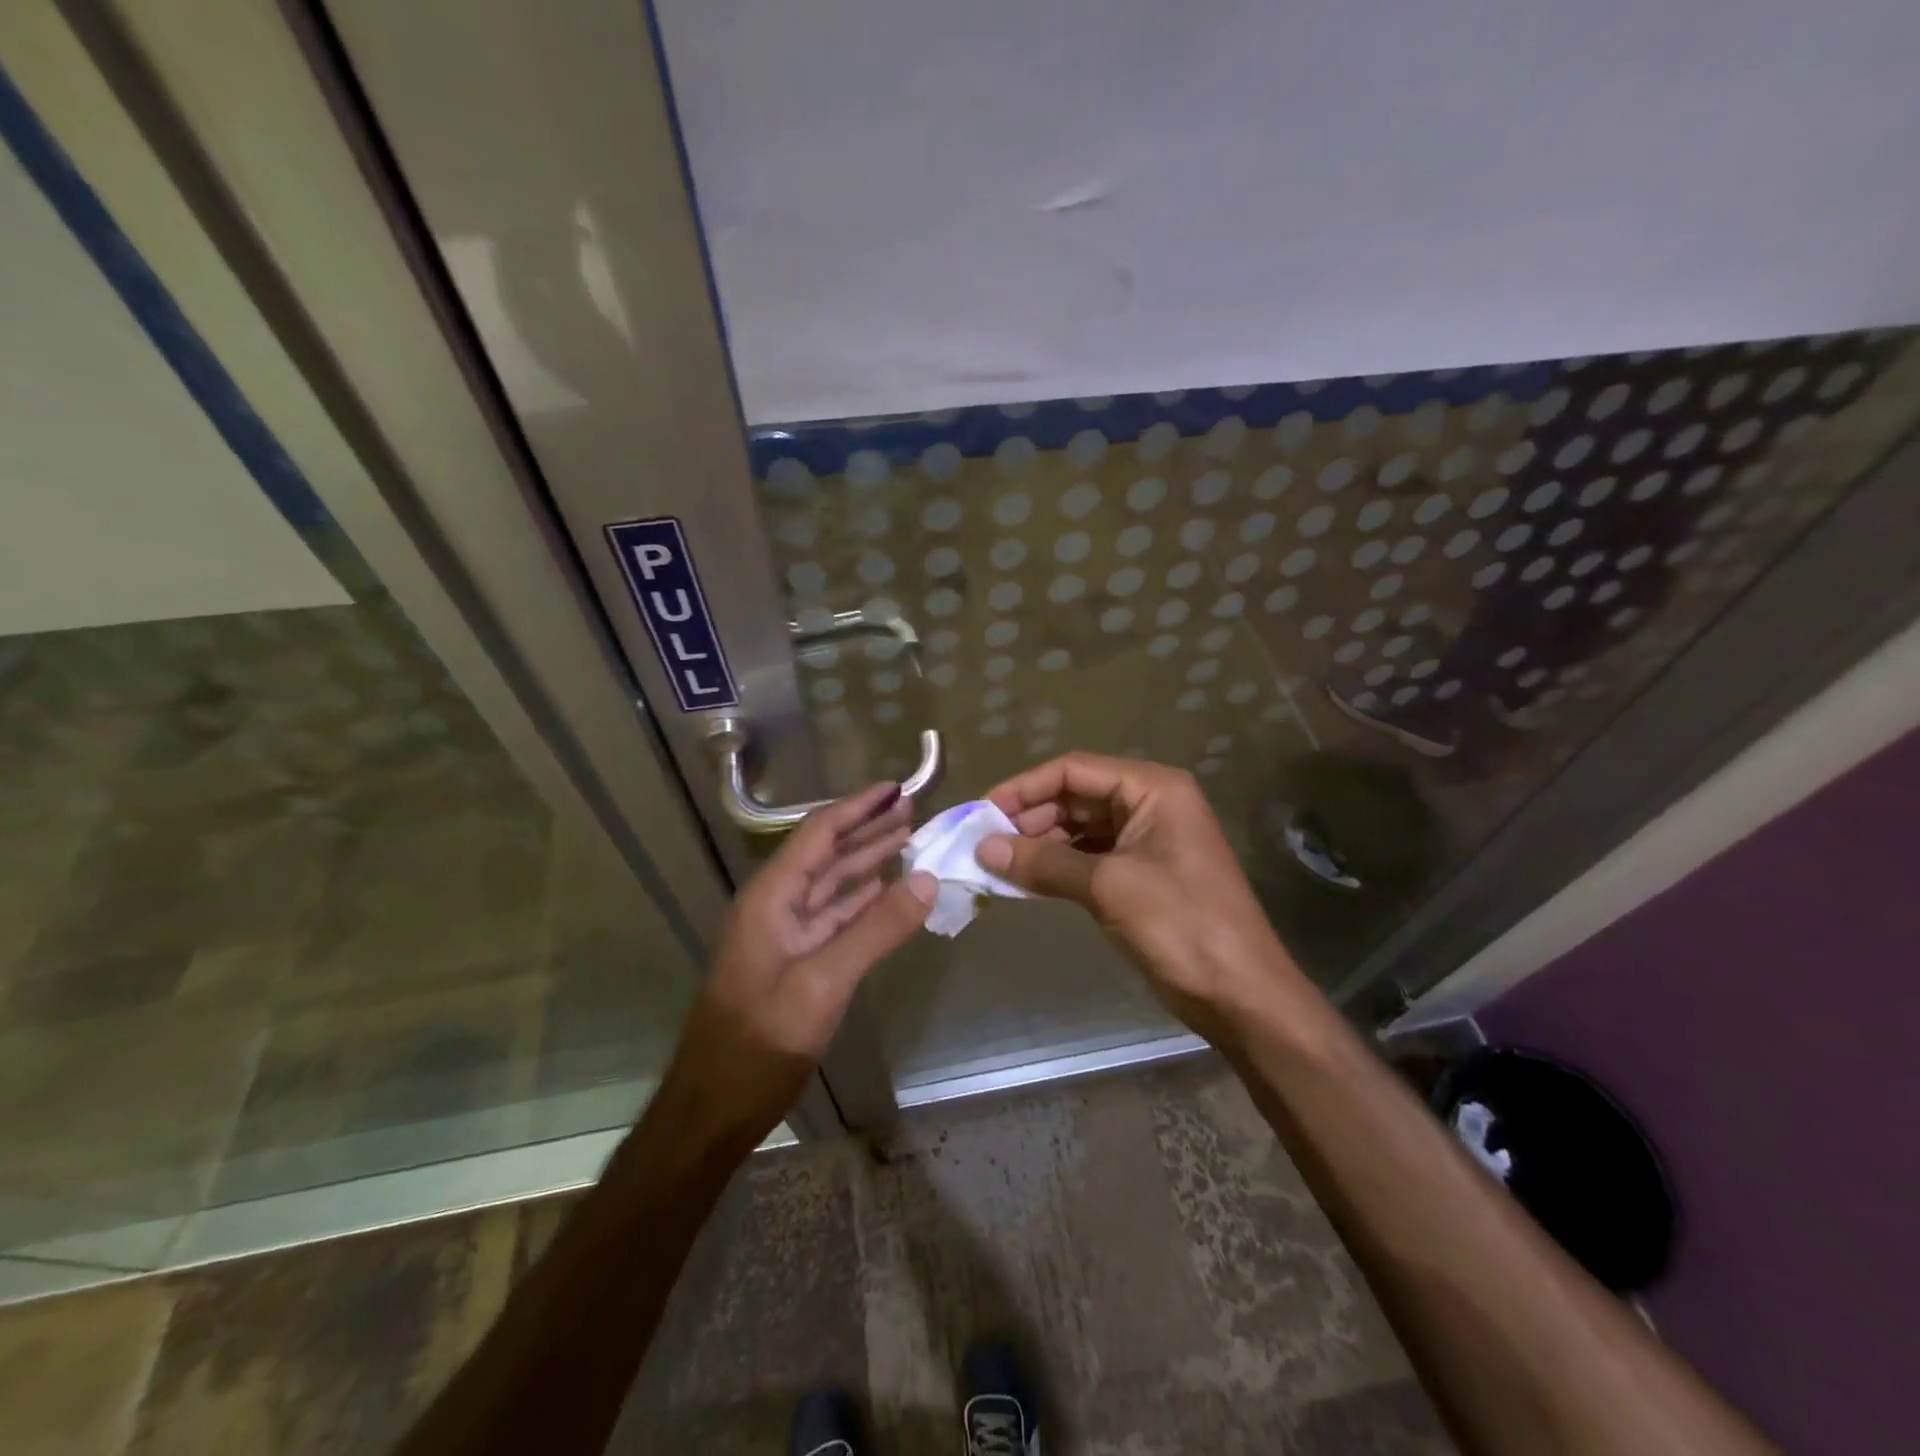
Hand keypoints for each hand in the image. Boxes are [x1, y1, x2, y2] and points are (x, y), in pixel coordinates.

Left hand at [667, 782, 934, 1144]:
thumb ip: (876, 929)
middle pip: (826, 854)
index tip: (895, 788)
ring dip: (868, 861)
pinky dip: (863, 900)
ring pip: (832, 885)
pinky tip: (887, 890)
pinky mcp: (796, 962)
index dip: (857, 808)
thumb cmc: (760, 1042)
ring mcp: (785, 936)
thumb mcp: (822, 983)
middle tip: (912, 809)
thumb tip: (927, 879)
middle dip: (867, 829)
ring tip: (908, 839)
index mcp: (771, 898)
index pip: (818, 834)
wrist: (714, 1107)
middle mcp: (776, 906)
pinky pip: (835, 918)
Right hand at [976, 753, 1314, 1039]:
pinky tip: (1028, 881)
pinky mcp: (1143, 873)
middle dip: (1030, 817)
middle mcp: (1150, 803)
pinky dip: (1059, 865)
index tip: (982, 812)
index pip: (1074, 770)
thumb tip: (984, 848)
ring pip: (1080, 827)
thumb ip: (1044, 862)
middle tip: (984, 844)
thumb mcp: (1108, 887)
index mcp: (1152, 788)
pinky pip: (1091, 855)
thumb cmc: (1181, 925)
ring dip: (1041, 843)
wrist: (1242, 995)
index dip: (1024, 788)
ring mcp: (1148, 839)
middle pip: (1076, 795)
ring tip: (998, 864)